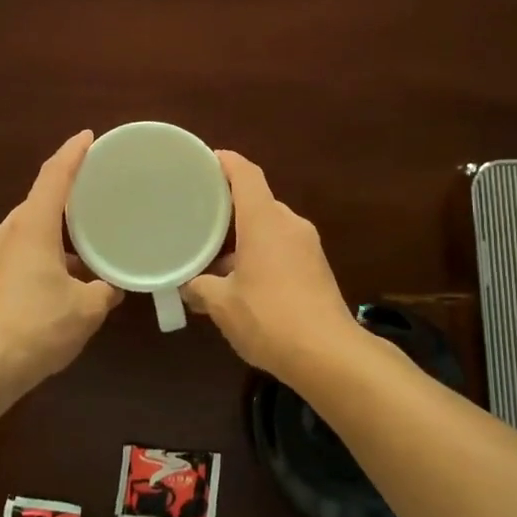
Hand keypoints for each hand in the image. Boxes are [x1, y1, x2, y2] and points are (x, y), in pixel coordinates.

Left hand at [0, 131, 122, 385]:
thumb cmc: (37, 327)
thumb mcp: (86, 309)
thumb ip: (105, 290)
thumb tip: (114, 286)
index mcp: (32, 226)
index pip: (53, 176)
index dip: (73, 153)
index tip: (88, 136)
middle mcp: (8, 233)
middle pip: (40, 201)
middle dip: (67, 194)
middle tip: (98, 192)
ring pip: (30, 229)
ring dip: (57, 230)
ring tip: (88, 238)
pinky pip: (22, 251)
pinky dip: (46, 252)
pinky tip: (66, 275)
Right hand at [182, 151, 363, 382]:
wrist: (329, 355)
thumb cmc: (269, 318)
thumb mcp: (223, 304)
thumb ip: (200, 288)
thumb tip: (187, 286)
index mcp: (265, 221)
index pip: (246, 174)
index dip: (225, 162)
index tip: (204, 161)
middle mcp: (289, 224)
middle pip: (257, 202)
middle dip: (227, 208)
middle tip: (196, 217)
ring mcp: (307, 246)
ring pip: (269, 228)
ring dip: (243, 237)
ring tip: (212, 256)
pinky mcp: (317, 268)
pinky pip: (282, 248)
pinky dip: (260, 253)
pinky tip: (240, 280)